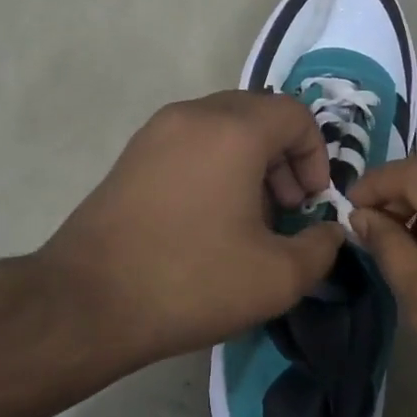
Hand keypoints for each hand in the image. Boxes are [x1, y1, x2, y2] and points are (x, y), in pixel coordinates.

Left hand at [37, 91, 345, 360]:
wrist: (87, 302)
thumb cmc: (190, 281)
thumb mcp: (277, 278)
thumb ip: (321, 248)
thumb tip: (329, 232)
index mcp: (233, 130)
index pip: (295, 114)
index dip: (316, 156)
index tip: (309, 204)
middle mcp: (194, 115)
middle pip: (259, 114)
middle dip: (284, 157)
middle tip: (285, 209)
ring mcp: (156, 132)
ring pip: (223, 126)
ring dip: (250, 161)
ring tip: (249, 218)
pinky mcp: (132, 155)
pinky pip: (191, 142)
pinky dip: (215, 164)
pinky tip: (209, 218)